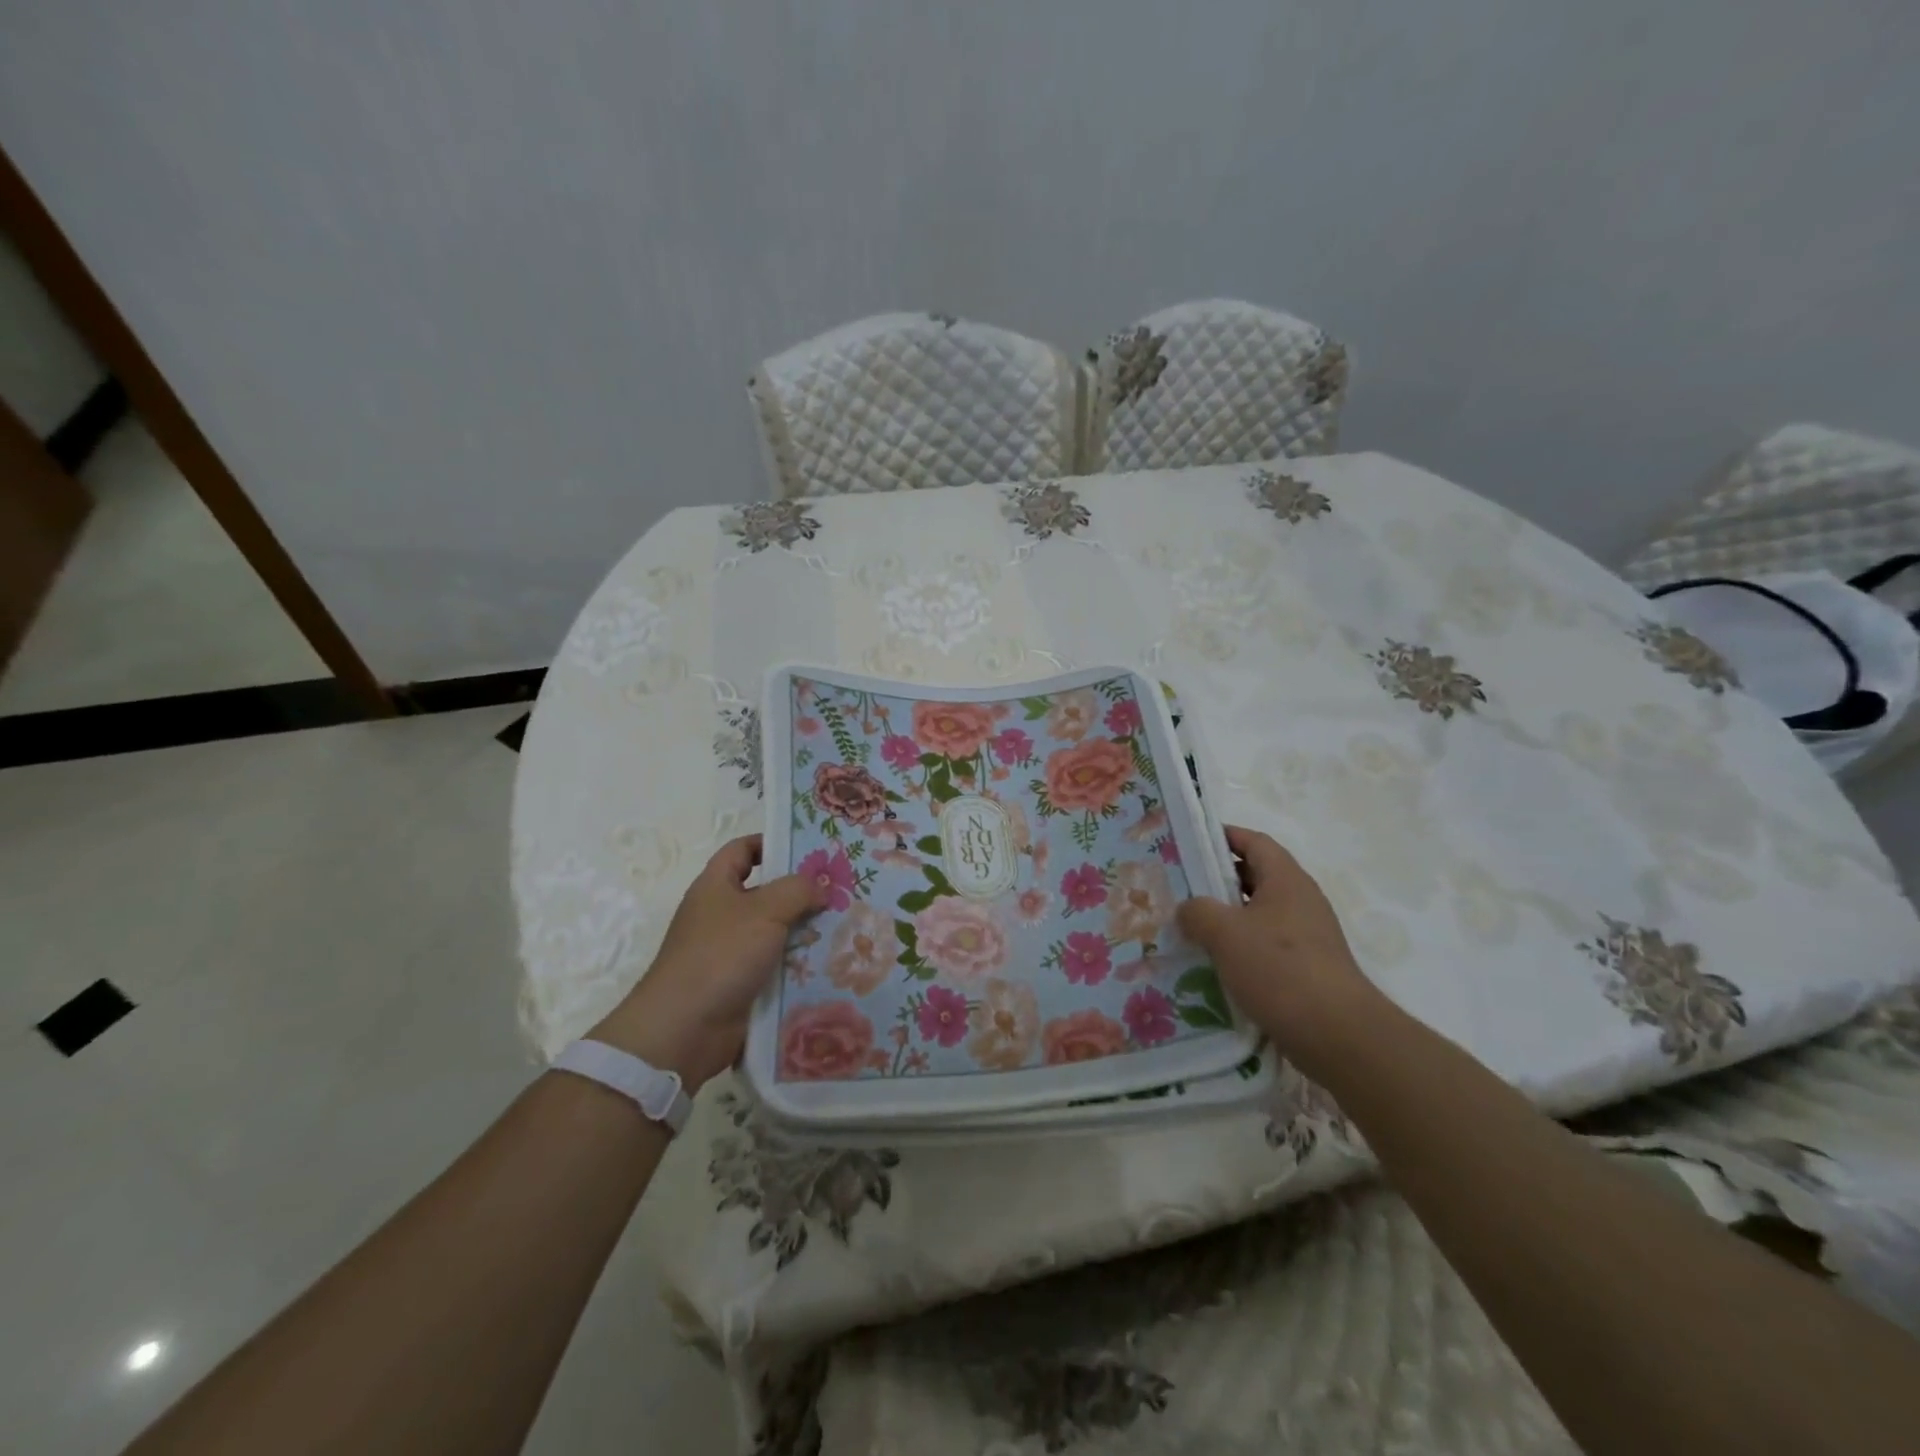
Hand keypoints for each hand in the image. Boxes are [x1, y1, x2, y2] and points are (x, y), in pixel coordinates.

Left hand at [590, 835, 823, 1090]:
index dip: (771, 843)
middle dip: (802, 891)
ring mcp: (732, 951)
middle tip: (842, 888)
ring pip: (777, 931)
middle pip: (766, 892)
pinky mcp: (743, 983)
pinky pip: (778, 965)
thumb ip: (797, 890)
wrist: (685, 1029)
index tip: (809, 847)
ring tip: (848, 925)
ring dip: (807, 930)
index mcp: (716, 886)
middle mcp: (723, 914)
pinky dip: (801, 964)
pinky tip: (832, 962)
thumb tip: (820, 888)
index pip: (742, 850)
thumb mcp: (764, 910)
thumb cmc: (720, 955)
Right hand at [1177, 826, 1385, 1080]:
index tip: (1190, 842)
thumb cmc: (1280, 969)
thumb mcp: (1225, 932)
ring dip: (1226, 917)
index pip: (1254, 842)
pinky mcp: (1307, 968)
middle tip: (1180, 886)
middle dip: (1217, 879)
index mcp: (1286, 879)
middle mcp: (1300, 900)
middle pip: (1255, 876)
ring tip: (1189, 927)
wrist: (1338, 1034)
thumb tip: (1188, 909)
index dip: (1223, 836)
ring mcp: (1307, 935)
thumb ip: (1198, 911)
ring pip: (1258, 913)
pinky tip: (1214, 964)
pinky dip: (1240, 947)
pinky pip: (1266, 945)